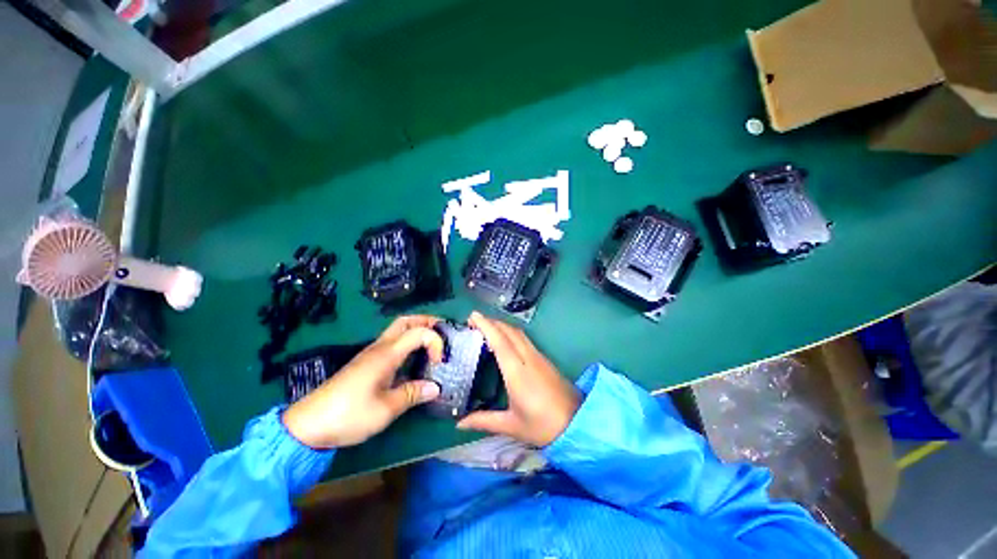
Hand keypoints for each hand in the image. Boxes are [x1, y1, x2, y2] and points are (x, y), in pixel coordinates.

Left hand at [282, 315, 443, 448]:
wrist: (308, 425)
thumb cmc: (349, 415)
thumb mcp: (386, 409)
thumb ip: (413, 394)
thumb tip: (435, 388)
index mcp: (387, 354)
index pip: (419, 332)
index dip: (435, 341)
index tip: (440, 362)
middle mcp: (379, 348)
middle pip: (406, 321)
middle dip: (427, 321)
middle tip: (443, 333)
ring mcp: (371, 354)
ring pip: (398, 330)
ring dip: (417, 331)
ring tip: (432, 345)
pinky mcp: (366, 363)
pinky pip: (392, 343)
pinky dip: (408, 343)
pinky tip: (412, 361)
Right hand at [457, 312, 580, 446]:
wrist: (579, 423)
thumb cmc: (543, 426)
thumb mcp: (511, 425)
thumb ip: (484, 421)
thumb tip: (459, 423)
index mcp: (517, 372)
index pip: (499, 341)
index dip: (486, 325)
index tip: (472, 316)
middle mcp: (528, 358)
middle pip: (509, 331)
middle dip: (491, 321)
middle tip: (474, 321)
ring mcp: (539, 356)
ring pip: (518, 333)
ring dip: (502, 325)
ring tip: (486, 327)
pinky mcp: (545, 359)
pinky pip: (525, 339)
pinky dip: (511, 333)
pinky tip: (505, 341)